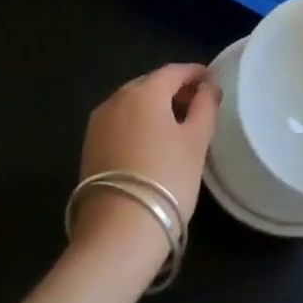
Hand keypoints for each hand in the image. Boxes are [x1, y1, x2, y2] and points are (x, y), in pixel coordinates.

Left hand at [72, 63, 218, 262]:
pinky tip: (153, 142)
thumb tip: (208, 87)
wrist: (118, 231)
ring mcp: (98, 122)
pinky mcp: (90, 146)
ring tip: (179, 126)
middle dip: (175, 90)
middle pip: (151, 85)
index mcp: (144, 91)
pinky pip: (120, 123)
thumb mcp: (196, 142)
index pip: (174, 71)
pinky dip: (139, 124)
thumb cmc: (167, 179)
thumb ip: (205, 107)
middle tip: (198, 105)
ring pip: (133, 104)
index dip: (195, 73)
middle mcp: (116, 98)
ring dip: (156, 108)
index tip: (212, 82)